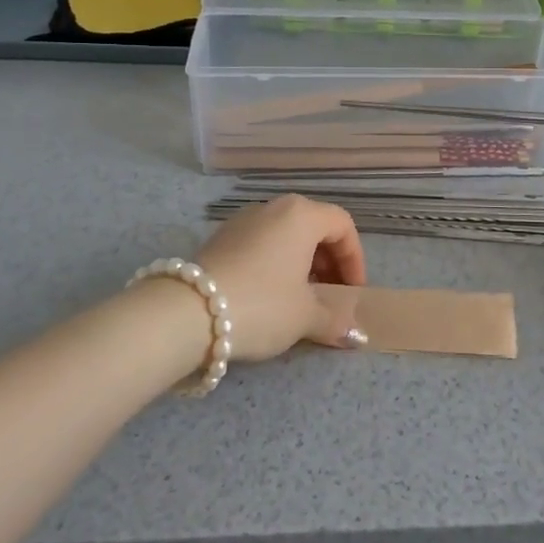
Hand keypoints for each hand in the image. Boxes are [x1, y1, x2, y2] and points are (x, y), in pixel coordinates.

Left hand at [191, 195, 369, 361]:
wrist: (187, 313)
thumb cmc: (262, 305)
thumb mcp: (305, 316)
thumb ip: (336, 320)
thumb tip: (356, 335)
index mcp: (301, 215)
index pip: (343, 226)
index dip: (355, 260)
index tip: (353, 293)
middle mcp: (273, 208)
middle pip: (314, 227)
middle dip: (329, 261)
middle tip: (330, 295)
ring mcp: (243, 220)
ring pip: (285, 235)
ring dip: (301, 263)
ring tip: (300, 299)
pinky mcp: (219, 238)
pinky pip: (261, 244)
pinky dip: (275, 264)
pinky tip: (268, 297)